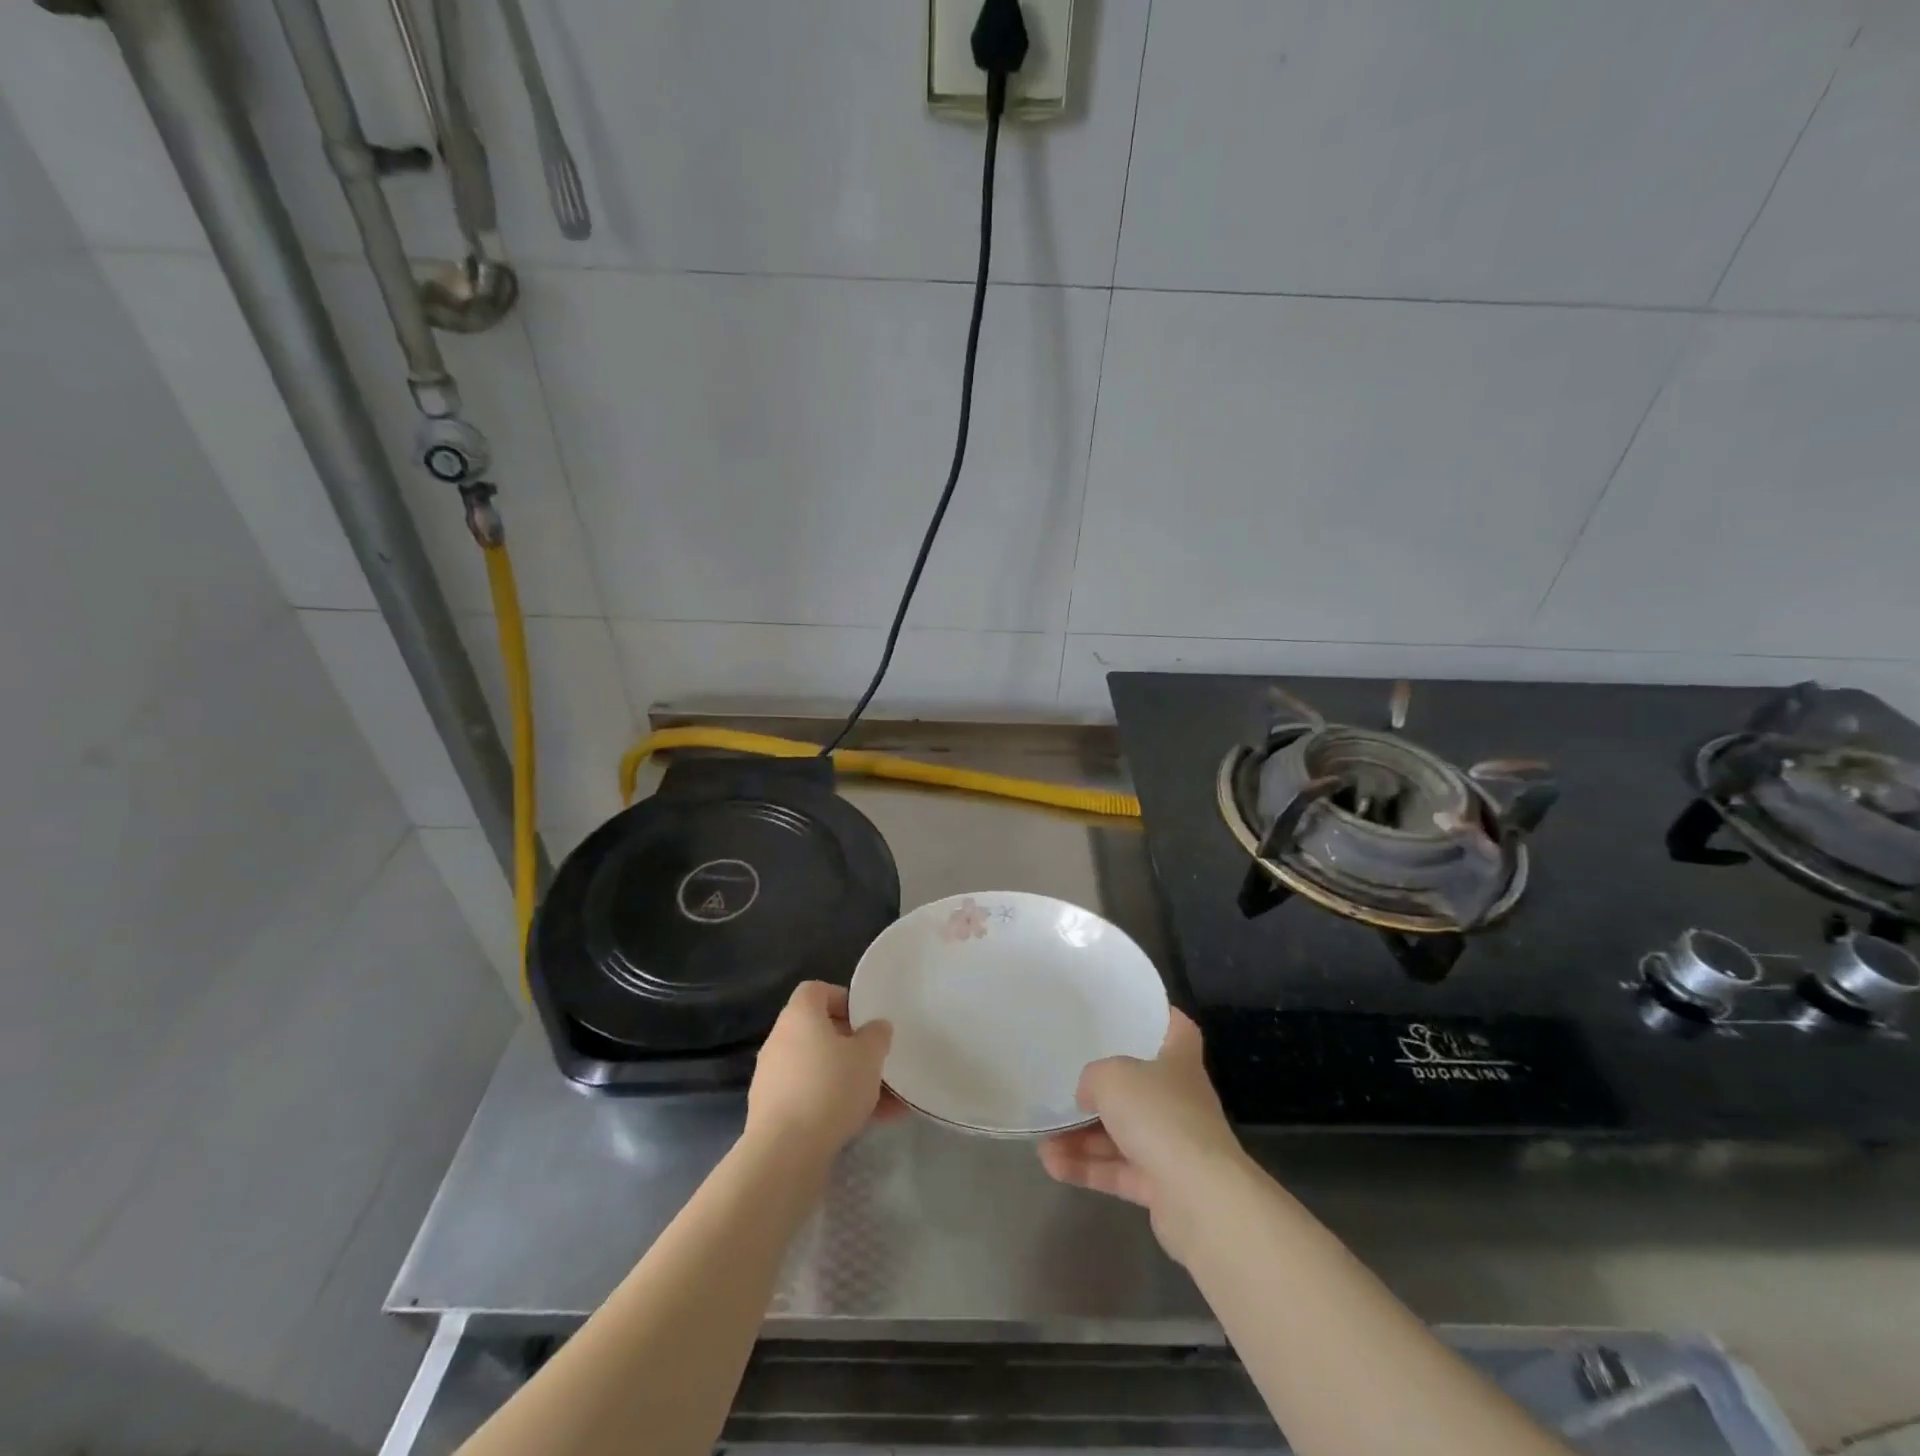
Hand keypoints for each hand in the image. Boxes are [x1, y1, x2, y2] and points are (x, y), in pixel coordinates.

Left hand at [745, 981, 896, 1161]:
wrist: (784, 1153)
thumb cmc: (830, 1087)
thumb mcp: (868, 1056)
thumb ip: (877, 1035)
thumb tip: (875, 1027)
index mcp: (799, 1015)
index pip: (816, 990)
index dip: (842, 999)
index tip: (865, 1020)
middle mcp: (779, 1040)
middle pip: (817, 1031)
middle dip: (850, 1046)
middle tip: (876, 1061)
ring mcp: (771, 1077)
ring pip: (817, 1068)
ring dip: (847, 1079)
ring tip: (884, 1102)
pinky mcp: (771, 1112)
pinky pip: (809, 1097)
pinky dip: (833, 1104)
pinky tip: (865, 1123)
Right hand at [1038, 1010, 1245, 1261]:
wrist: (1200, 1199)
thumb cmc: (1159, 1115)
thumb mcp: (1112, 1077)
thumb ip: (1093, 1077)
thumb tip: (1088, 1094)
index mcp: (1179, 1062)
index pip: (1178, 1029)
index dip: (1160, 1017)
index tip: (1132, 1012)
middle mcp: (1179, 1100)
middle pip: (1140, 1087)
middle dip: (1103, 1089)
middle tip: (1067, 1082)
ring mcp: (1173, 1146)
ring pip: (1122, 1134)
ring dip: (1082, 1137)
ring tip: (1043, 1137)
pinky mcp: (1162, 1188)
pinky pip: (1118, 1171)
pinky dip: (1087, 1168)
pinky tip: (1051, 1165)